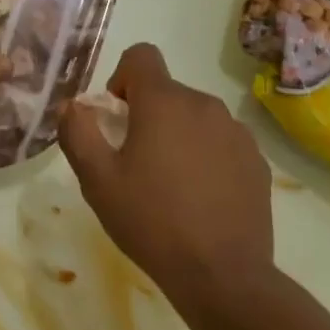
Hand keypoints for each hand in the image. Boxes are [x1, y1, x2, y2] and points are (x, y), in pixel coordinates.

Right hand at [59, 44, 273, 315]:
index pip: (142, 56)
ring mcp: (237, 132)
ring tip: (170, 185)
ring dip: (179, 136)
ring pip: (197, 117)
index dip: (122, 77)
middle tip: (136, 162)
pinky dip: (207, 157)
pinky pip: (222, 143)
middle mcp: (205, 105)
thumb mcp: (97, 181)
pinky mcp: (257, 161)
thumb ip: (78, 133)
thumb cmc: (151, 221)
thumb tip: (71, 105)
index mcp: (164, 103)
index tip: (117, 116)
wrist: (222, 274)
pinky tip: (201, 199)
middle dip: (148, 114)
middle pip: (168, 91)